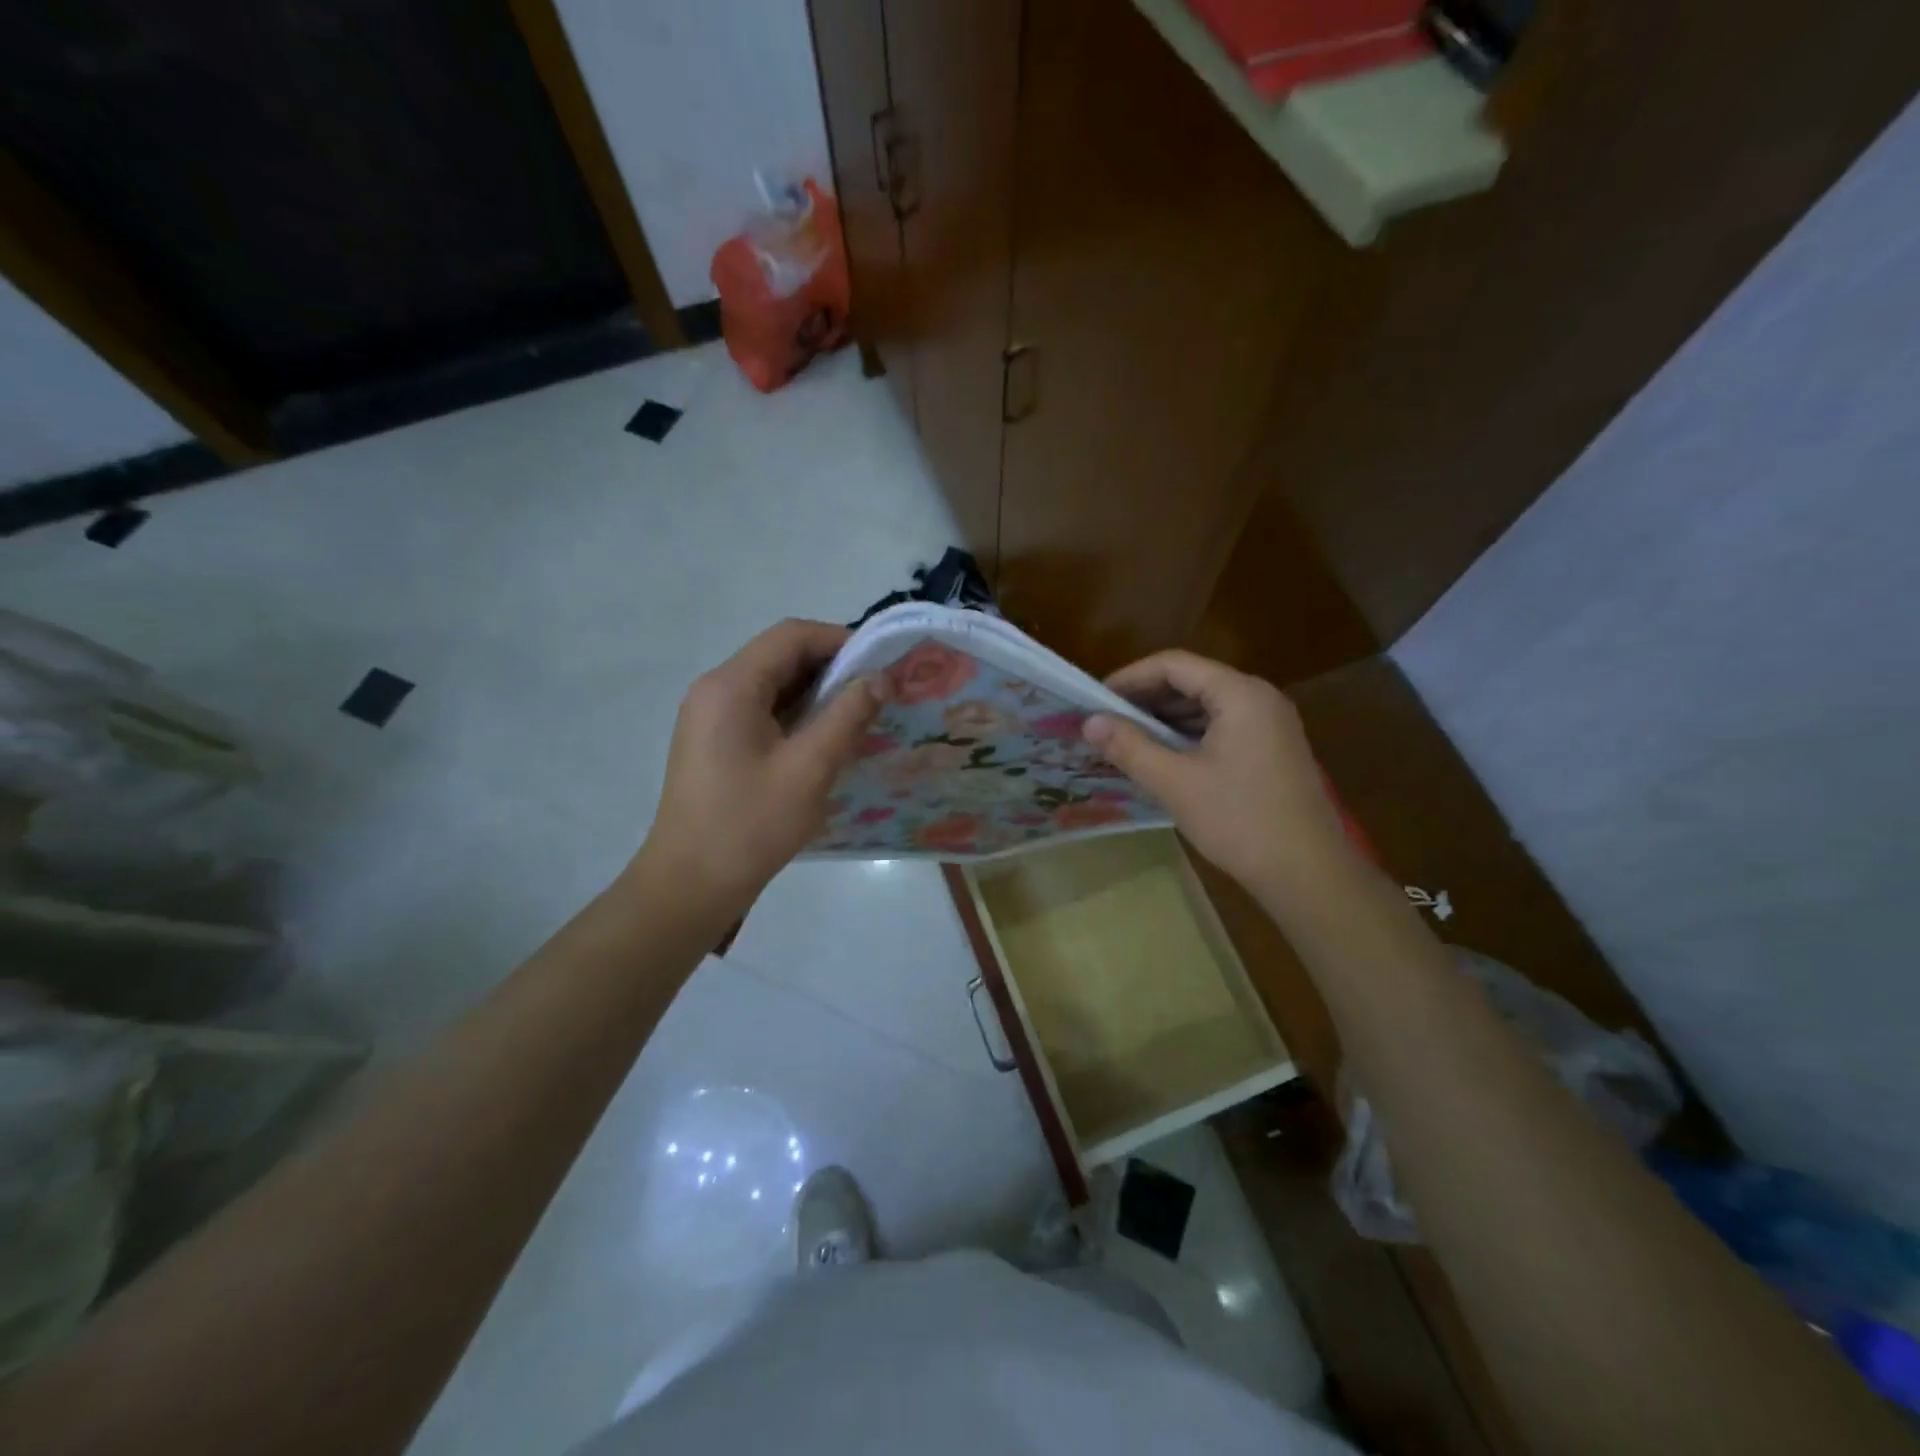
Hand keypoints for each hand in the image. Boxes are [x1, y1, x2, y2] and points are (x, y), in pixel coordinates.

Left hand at [635, 619, 883, 922]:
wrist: (691, 884)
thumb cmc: (751, 825)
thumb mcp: (809, 769)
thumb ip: (847, 716)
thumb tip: (879, 679)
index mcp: (731, 686)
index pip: (791, 636)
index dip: (840, 640)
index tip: (880, 665)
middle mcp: (715, 689)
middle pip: (780, 656)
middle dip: (832, 668)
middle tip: (877, 693)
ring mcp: (710, 716)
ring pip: (773, 685)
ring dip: (816, 693)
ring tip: (859, 716)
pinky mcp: (714, 741)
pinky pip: (762, 710)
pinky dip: (797, 715)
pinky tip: (826, 740)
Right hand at [1083, 650, 1352, 896]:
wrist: (1308, 872)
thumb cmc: (1239, 820)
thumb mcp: (1175, 783)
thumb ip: (1129, 747)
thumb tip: (1089, 722)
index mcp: (1240, 694)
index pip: (1174, 665)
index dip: (1130, 677)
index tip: (1096, 699)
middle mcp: (1259, 698)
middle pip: (1192, 681)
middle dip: (1146, 698)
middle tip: (1106, 721)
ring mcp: (1270, 724)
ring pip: (1207, 705)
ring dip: (1166, 718)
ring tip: (1127, 740)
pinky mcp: (1272, 749)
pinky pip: (1222, 726)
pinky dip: (1188, 735)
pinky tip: (1164, 757)